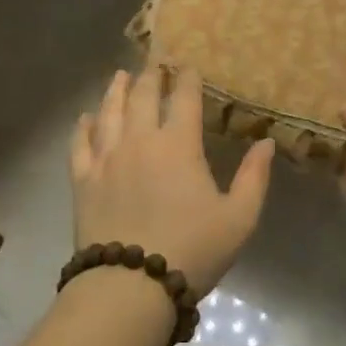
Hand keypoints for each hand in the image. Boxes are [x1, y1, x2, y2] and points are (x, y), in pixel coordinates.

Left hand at [71, 67, 274, 295]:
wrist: (130, 285)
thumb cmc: (192, 250)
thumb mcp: (239, 218)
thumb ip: (254, 177)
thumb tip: (266, 142)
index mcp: (178, 145)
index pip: (183, 98)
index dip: (187, 78)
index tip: (187, 64)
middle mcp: (139, 141)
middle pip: (142, 96)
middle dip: (150, 75)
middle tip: (153, 61)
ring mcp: (106, 158)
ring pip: (109, 112)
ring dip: (116, 90)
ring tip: (120, 75)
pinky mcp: (82, 180)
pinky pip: (80, 144)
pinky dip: (83, 126)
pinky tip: (85, 117)